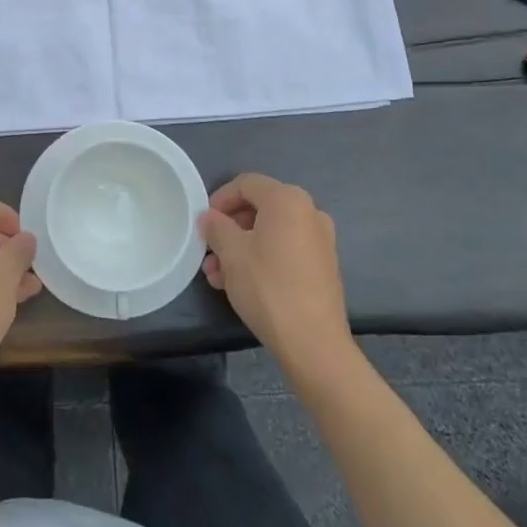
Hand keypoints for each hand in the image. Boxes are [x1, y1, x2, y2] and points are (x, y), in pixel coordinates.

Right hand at [201, 173, 353, 372]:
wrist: (314, 343)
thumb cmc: (268, 287)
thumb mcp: (231, 253)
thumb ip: (216, 227)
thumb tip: (209, 217)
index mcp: (288, 200)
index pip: (246, 184)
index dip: (220, 199)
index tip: (203, 223)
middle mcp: (309, 212)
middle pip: (259, 208)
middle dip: (229, 229)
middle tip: (209, 252)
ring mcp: (320, 240)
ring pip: (270, 233)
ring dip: (241, 247)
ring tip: (217, 276)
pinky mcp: (323, 266)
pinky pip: (285, 250)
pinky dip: (262, 258)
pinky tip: (241, 284)